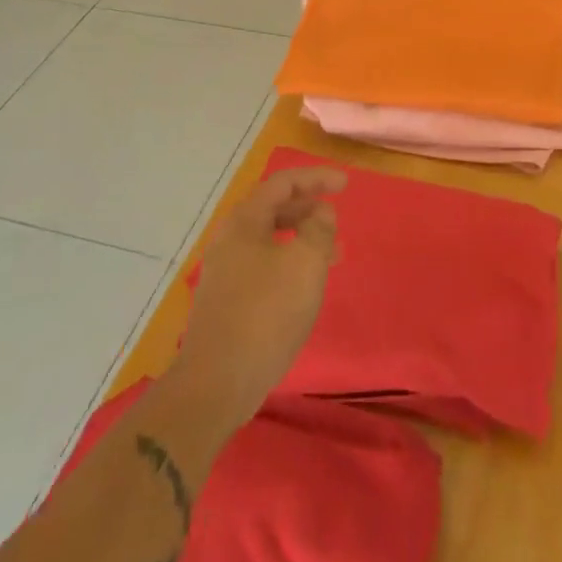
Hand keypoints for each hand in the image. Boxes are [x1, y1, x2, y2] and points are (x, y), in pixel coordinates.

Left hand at [174, 166, 346, 429]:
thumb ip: (319, 229)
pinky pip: (264, 265)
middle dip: (309, 208)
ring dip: (302, 238)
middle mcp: (230, 239)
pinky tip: (305, 285)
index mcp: (245, 222)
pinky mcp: (226, 300)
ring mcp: (225, 271)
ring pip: (270, 239)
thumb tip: (320, 212)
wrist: (215, 383)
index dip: (316, 178)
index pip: (283, 183)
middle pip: (273, 208)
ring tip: (333, 255)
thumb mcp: (306, 264)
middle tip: (337, 219)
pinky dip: (289, 262)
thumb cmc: (265, 314)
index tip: (345, 185)